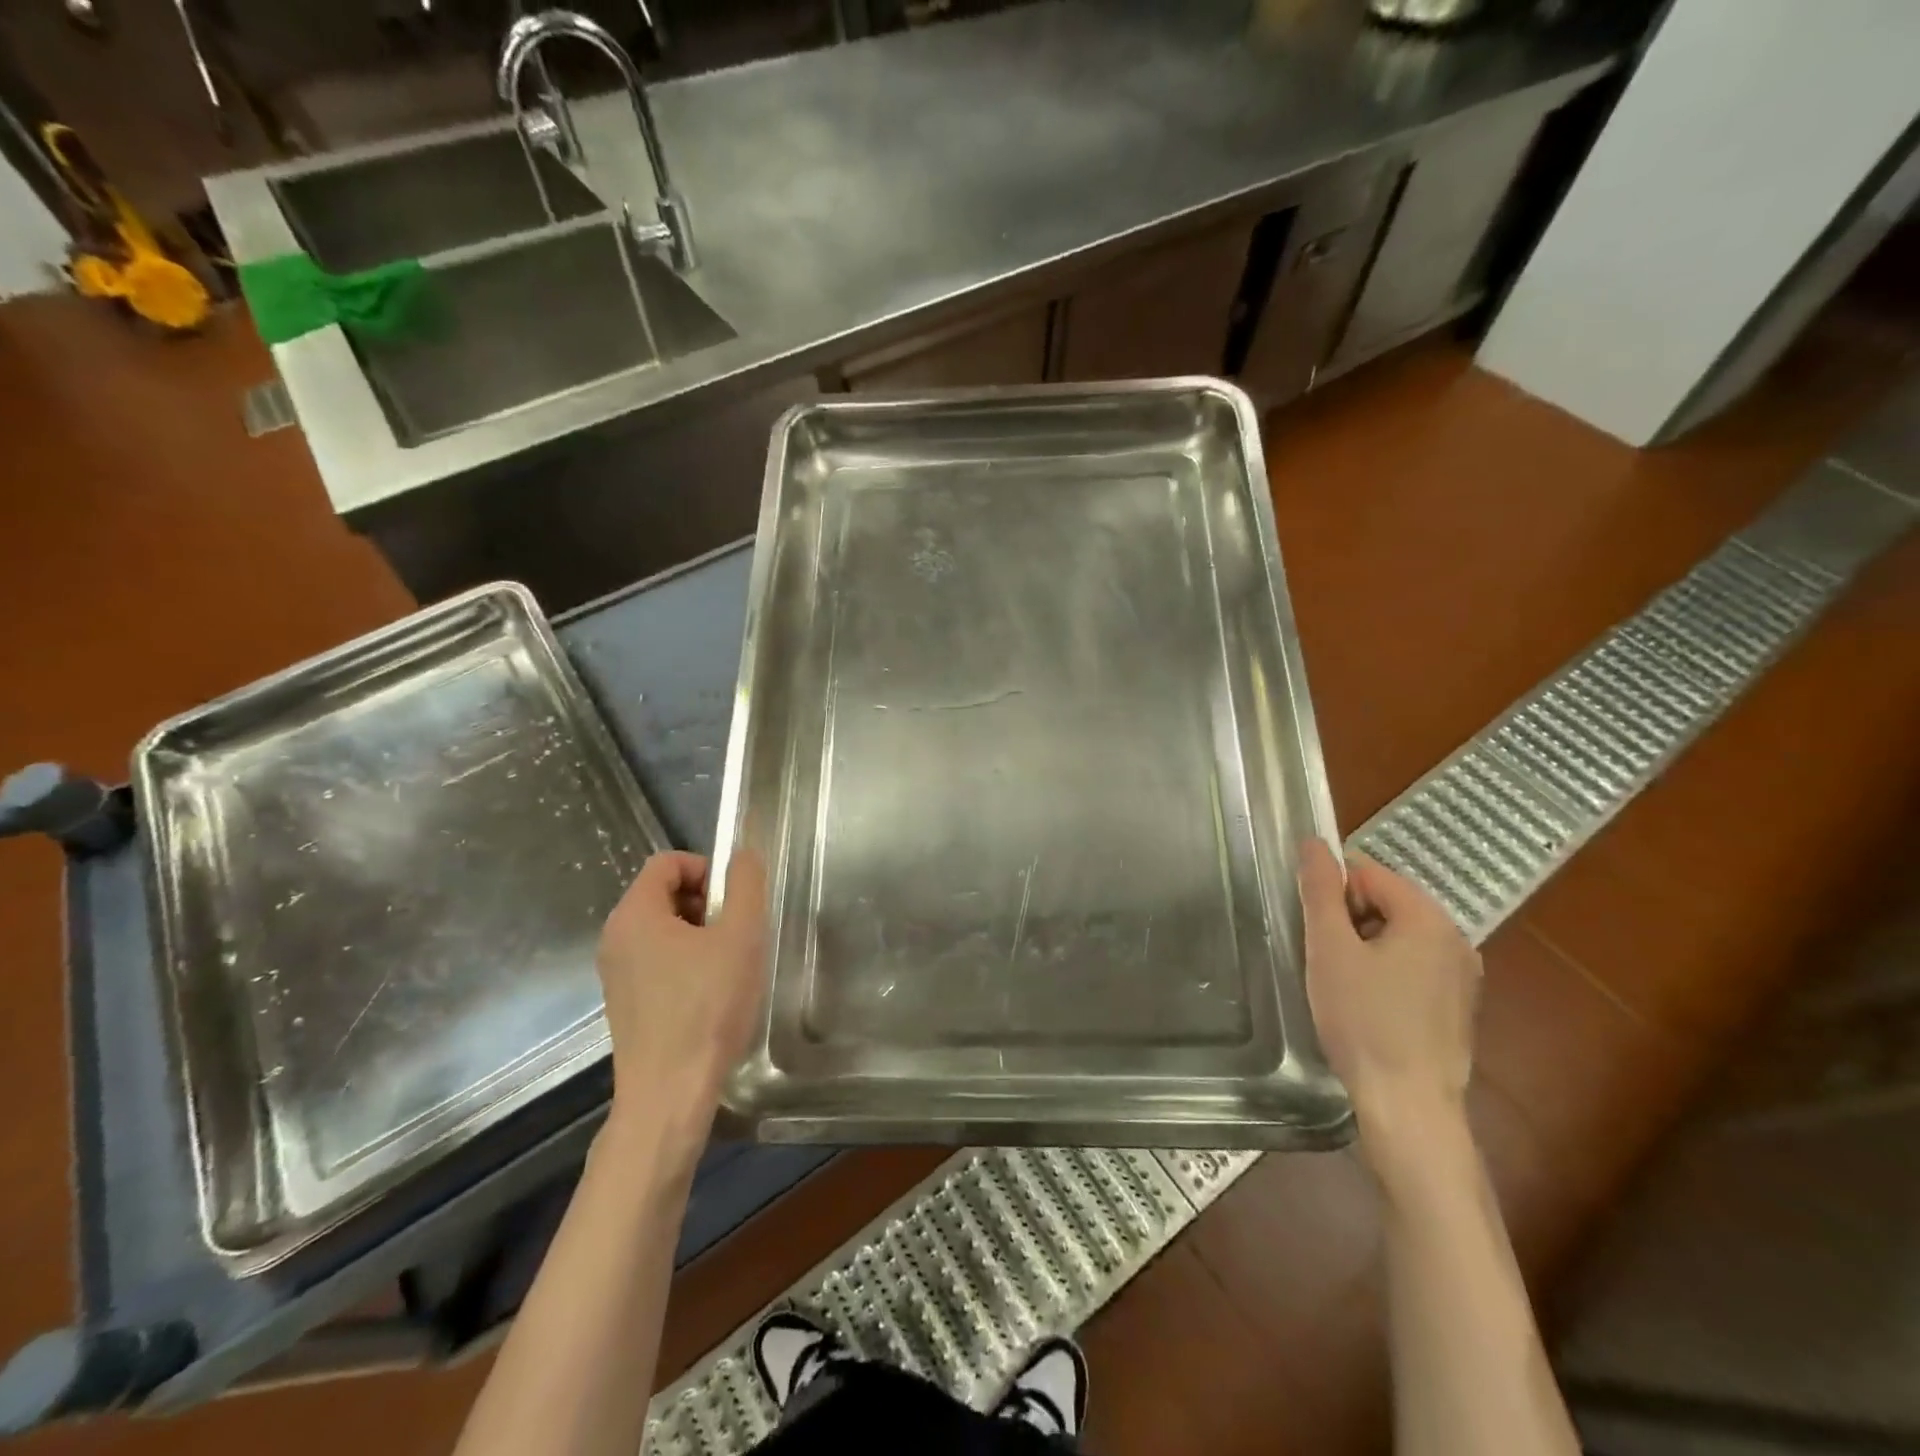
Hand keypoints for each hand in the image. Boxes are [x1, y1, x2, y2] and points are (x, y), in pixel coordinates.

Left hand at [595, 850, 768, 1159]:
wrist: (670, 1093)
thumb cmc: (707, 1007)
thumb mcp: (740, 936)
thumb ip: (745, 885)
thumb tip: (742, 855)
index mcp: (634, 914)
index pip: (667, 862)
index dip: (706, 869)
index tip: (734, 902)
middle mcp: (615, 937)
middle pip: (663, 892)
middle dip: (705, 902)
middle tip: (736, 933)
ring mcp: (615, 972)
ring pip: (662, 928)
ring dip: (699, 933)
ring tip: (728, 965)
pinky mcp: (625, 1002)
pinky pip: (656, 959)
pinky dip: (685, 961)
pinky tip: (710, 993)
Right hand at [1298, 838, 1479, 1181]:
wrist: (1408, 1106)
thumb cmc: (1363, 1021)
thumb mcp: (1329, 949)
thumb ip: (1319, 890)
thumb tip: (1313, 841)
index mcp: (1428, 917)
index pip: (1367, 873)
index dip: (1332, 896)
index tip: (1316, 933)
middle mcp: (1456, 938)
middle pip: (1385, 903)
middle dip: (1349, 922)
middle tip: (1326, 962)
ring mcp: (1463, 976)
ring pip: (1397, 937)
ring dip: (1364, 949)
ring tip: (1343, 988)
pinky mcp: (1458, 1007)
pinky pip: (1413, 967)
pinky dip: (1385, 974)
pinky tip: (1368, 1008)